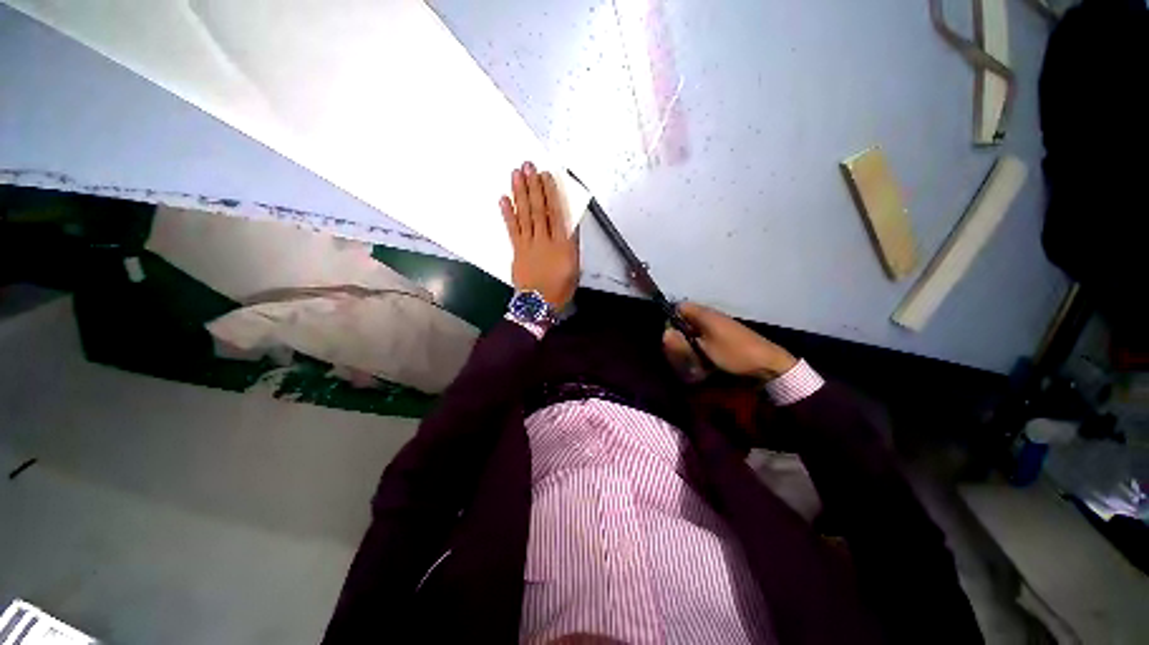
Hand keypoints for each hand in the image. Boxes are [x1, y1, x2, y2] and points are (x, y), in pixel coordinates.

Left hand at [500, 161, 579, 308]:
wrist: (538, 304)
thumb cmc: (560, 288)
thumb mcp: (575, 267)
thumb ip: (572, 244)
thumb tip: (570, 225)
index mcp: (562, 244)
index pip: (556, 213)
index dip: (550, 193)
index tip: (546, 176)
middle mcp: (545, 240)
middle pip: (538, 209)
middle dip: (533, 186)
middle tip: (527, 165)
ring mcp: (528, 244)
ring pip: (524, 215)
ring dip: (519, 193)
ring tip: (516, 174)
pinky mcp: (516, 250)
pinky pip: (512, 229)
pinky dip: (508, 213)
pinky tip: (504, 199)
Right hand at [664, 302, 796, 380]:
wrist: (767, 362)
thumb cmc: (733, 353)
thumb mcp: (704, 349)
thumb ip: (682, 342)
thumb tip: (665, 333)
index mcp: (704, 314)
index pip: (679, 307)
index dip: (671, 318)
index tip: (669, 334)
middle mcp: (711, 315)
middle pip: (686, 318)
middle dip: (680, 331)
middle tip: (679, 347)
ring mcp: (719, 324)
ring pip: (695, 327)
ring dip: (690, 339)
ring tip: (691, 354)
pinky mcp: (726, 333)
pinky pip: (705, 334)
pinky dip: (701, 343)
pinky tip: (704, 356)